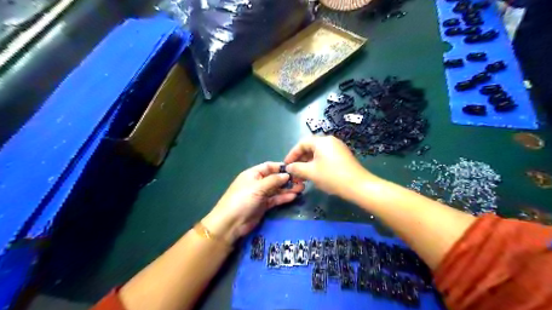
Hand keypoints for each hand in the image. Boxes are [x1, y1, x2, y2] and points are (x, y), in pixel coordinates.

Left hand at [203, 161, 305, 242]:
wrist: (231, 223)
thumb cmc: (242, 200)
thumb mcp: (257, 187)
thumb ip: (273, 180)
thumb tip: (286, 174)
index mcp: (252, 174)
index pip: (268, 167)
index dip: (280, 167)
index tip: (294, 168)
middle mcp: (257, 183)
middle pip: (274, 178)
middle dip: (287, 179)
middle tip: (301, 180)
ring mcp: (260, 195)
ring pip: (276, 189)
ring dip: (287, 189)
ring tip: (301, 188)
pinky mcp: (263, 206)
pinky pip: (275, 199)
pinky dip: (284, 197)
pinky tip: (294, 196)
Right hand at [285, 136, 374, 195]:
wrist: (358, 186)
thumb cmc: (332, 177)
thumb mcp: (311, 172)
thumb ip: (297, 168)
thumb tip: (289, 167)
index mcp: (322, 141)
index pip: (302, 144)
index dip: (292, 154)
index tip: (286, 165)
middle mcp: (330, 141)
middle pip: (310, 147)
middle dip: (300, 159)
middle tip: (294, 171)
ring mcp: (338, 148)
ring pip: (318, 153)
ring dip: (308, 163)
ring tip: (303, 175)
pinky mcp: (343, 156)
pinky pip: (325, 157)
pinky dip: (317, 164)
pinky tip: (315, 174)